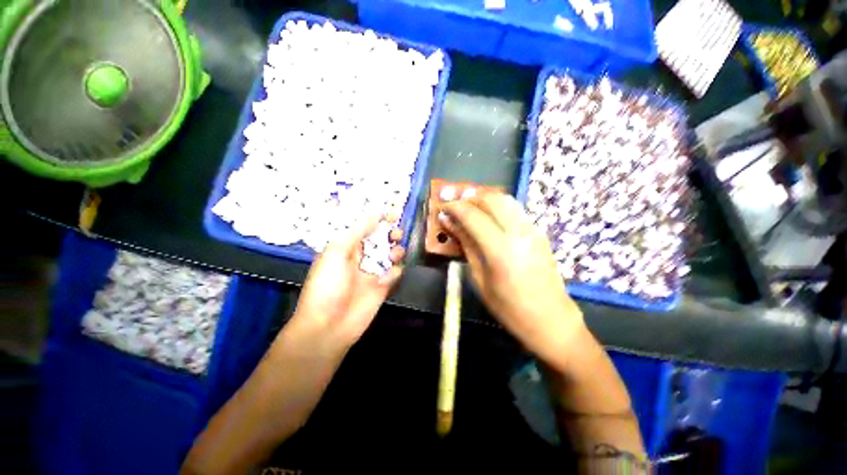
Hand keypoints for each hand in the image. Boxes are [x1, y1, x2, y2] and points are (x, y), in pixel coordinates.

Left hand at [287, 215, 405, 352]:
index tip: (391, 213)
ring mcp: (373, 272)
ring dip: (396, 250)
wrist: (329, 325)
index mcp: (346, 247)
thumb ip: (357, 232)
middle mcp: (361, 257)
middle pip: (381, 239)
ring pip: (391, 254)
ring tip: (395, 252)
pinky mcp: (383, 287)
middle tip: (396, 232)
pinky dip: (396, 271)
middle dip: (390, 233)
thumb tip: (375, 214)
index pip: (365, 227)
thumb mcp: (336, 252)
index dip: (377, 219)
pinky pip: (395, 273)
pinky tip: (388, 276)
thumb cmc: (327, 285)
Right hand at [440, 193, 585, 367]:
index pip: (472, 215)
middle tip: (454, 205)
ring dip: (483, 198)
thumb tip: (450, 224)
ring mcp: (532, 229)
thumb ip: (466, 246)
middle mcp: (519, 232)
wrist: (551, 319)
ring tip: (468, 207)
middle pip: (491, 199)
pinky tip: (488, 216)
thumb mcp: (480, 279)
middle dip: (469, 197)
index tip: (441, 207)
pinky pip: (515, 209)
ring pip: (505, 199)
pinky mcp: (538, 231)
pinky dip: (497, 206)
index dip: (454, 207)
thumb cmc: (509, 307)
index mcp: (500, 249)